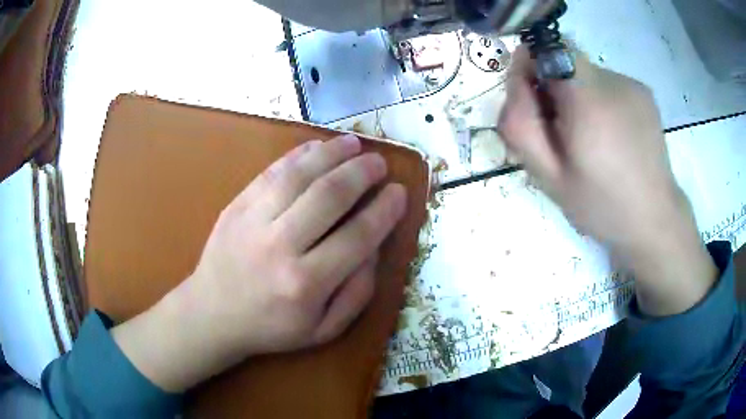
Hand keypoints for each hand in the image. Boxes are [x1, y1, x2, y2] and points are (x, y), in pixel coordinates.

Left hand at [112, 134, 406, 391]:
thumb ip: (357, 293)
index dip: (384, 210)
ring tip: (354, 144)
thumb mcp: (323, 329)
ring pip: (300, 175)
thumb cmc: (271, 327)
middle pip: (330, 196)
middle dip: (362, 173)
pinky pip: (271, 172)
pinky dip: (298, 155)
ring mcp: (254, 220)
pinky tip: (317, 147)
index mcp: (306, 284)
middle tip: (379, 163)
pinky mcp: (237, 206)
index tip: (399, 192)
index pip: (358, 236)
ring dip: (332, 154)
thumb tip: (375, 248)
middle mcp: (281, 246)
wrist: (212, 314)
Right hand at [498, 46, 716, 316]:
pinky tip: (612, 136)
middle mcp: (613, 81)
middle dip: (552, 86)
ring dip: (578, 96)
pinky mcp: (644, 92)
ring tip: (591, 139)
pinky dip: (599, 101)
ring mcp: (632, 85)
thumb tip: (517, 80)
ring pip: (586, 73)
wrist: (654, 221)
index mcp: (588, 101)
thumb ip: (521, 125)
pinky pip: (607, 83)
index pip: (547, 49)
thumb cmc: (601, 206)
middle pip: (565, 60)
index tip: (533, 100)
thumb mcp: (549, 177)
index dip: (531, 66)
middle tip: (561, 132)